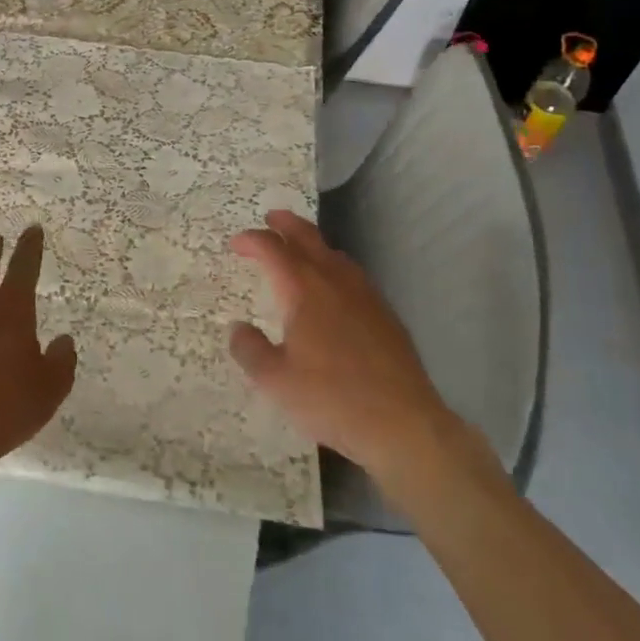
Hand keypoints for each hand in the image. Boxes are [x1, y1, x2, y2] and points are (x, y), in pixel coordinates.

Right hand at [228, 210, 461, 480]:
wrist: (402, 422)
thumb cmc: (331, 398)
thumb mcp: (275, 381)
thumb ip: (250, 350)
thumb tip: (237, 328)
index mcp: (304, 290)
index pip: (273, 250)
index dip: (252, 241)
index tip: (237, 244)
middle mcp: (334, 281)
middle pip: (308, 238)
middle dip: (286, 224)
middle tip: (270, 218)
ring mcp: (365, 295)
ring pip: (334, 253)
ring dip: (312, 243)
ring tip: (300, 248)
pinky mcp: (385, 313)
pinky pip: (352, 274)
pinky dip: (333, 266)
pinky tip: (334, 287)